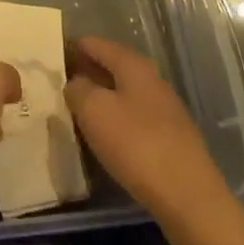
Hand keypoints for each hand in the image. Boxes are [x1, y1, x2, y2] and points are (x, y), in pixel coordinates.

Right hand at [64, 35, 231, 225]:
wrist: (190, 199)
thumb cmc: (137, 145)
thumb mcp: (94, 111)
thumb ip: (78, 89)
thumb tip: (76, 83)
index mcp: (134, 65)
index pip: (97, 44)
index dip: (74, 48)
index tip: (52, 58)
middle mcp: (153, 80)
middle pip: (113, 68)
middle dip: (88, 73)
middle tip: (61, 85)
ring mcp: (166, 111)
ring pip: (125, 95)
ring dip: (103, 99)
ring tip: (79, 112)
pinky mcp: (173, 140)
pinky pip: (136, 120)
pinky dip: (118, 122)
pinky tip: (107, 138)